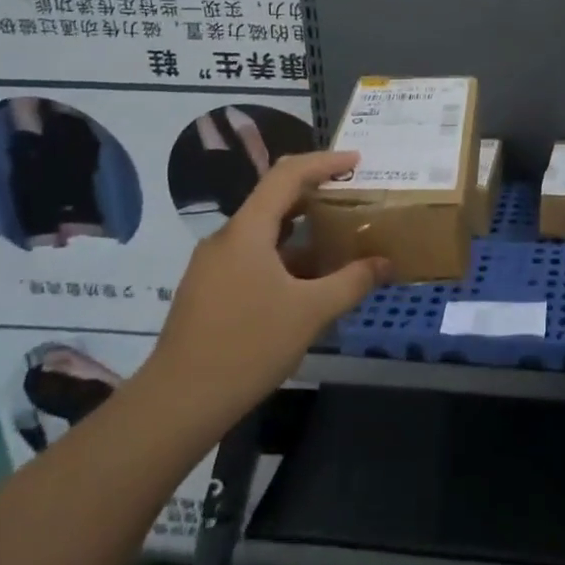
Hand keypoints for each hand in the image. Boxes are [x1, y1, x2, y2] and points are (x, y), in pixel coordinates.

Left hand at [143, 150, 389, 432]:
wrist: (178, 403)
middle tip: (352, 198)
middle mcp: (226, 239)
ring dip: (302, 231)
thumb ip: (352, 282)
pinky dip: (284, 256)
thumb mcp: (311, 312)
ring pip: (263, 233)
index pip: (286, 175)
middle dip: (315, 195)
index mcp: (247, 231)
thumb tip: (386, 263)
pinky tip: (307, 281)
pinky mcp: (208, 291)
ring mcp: (212, 266)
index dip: (324, 163)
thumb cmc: (248, 345)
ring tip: (338, 239)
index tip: (356, 162)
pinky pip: (252, 257)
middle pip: (274, 200)